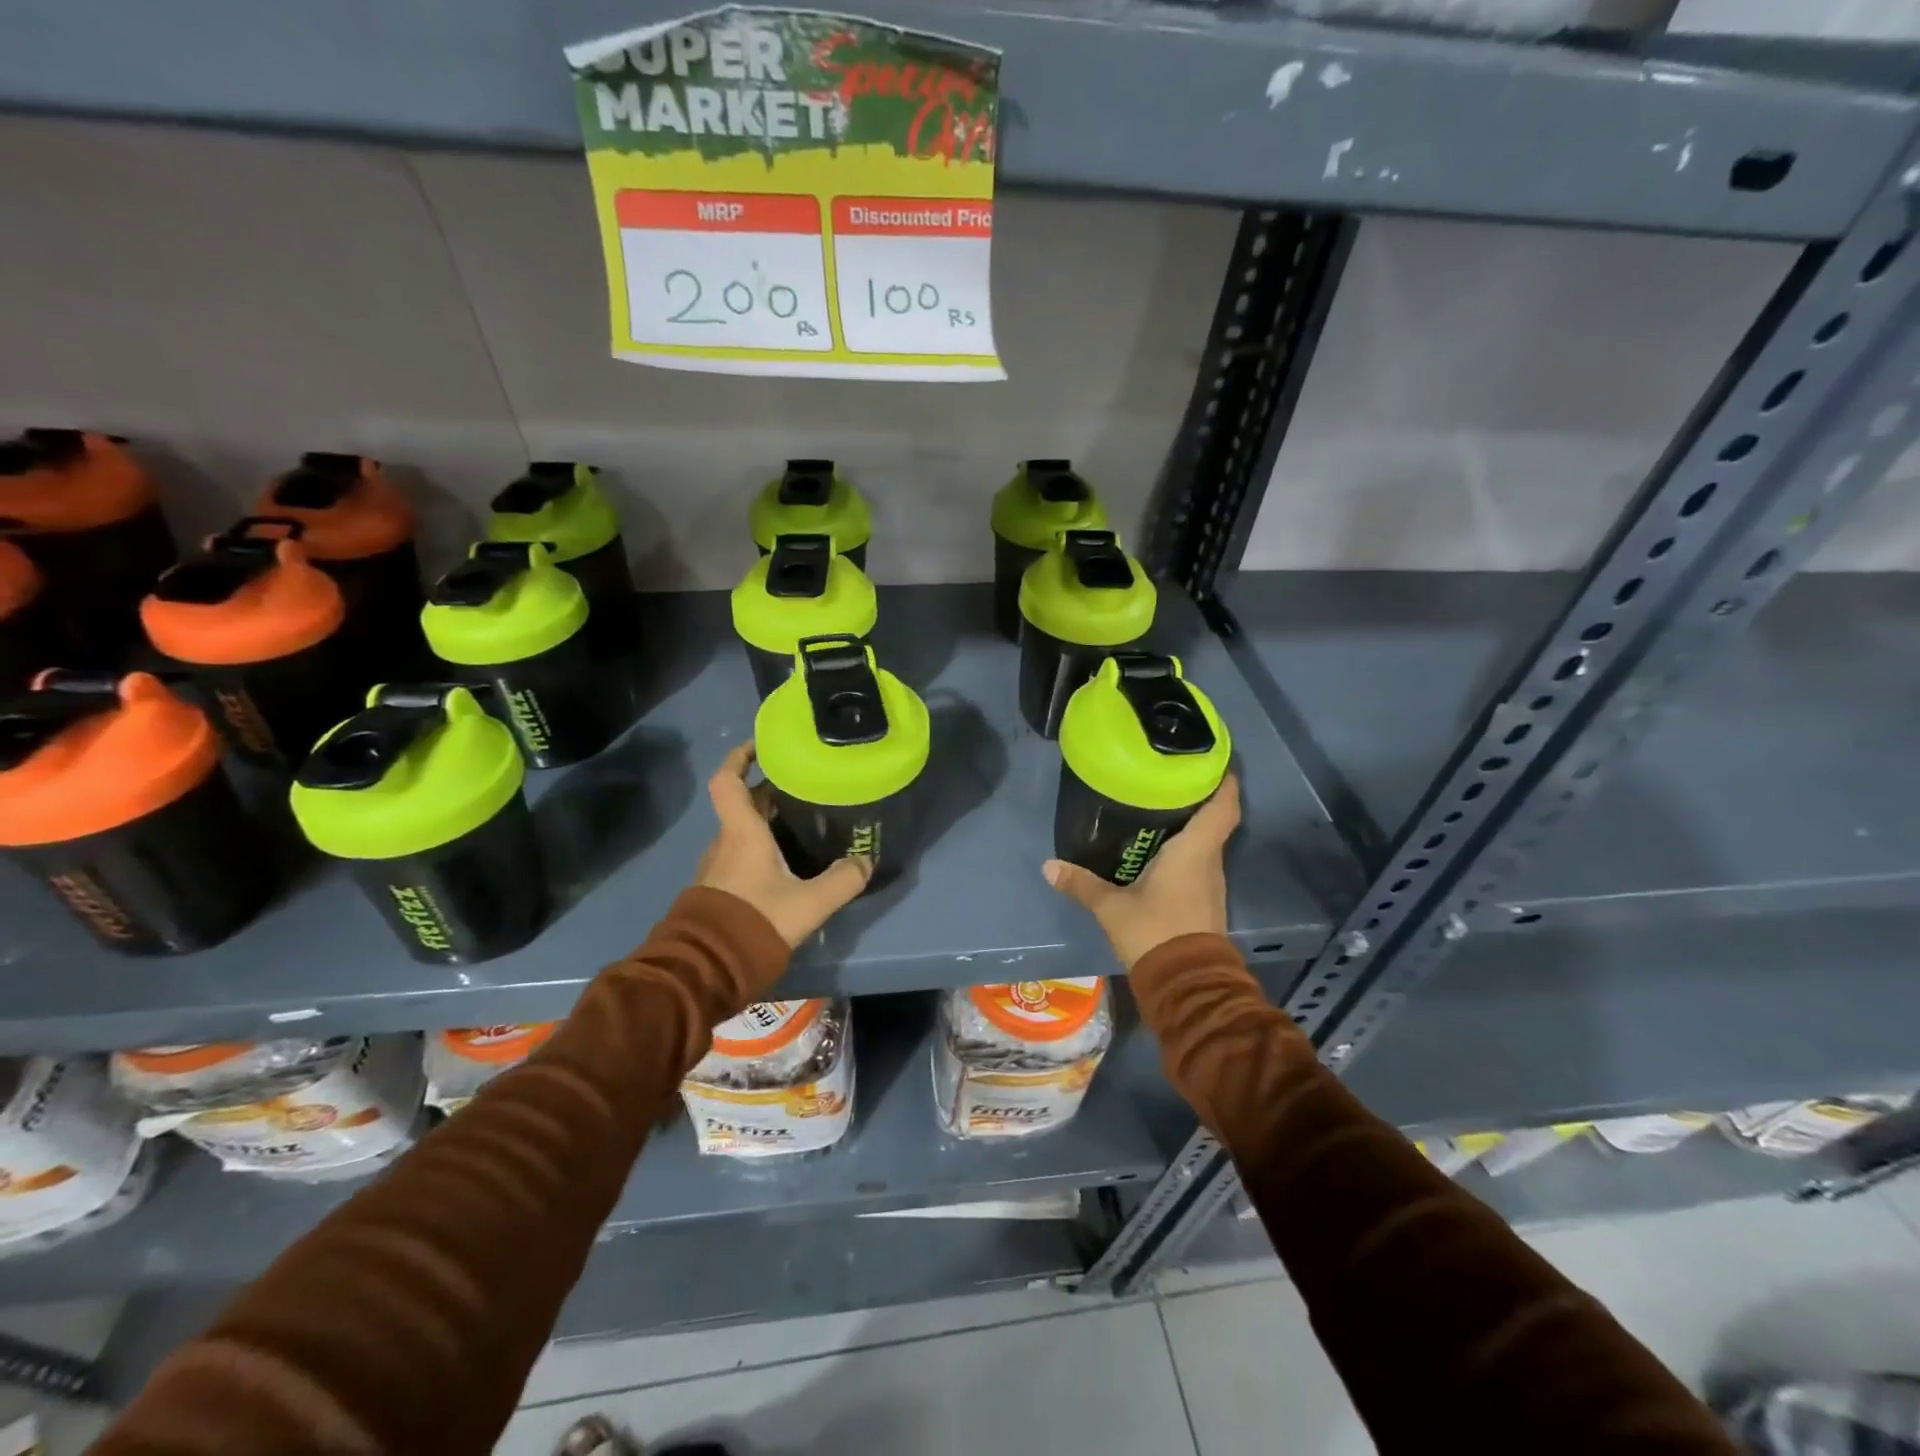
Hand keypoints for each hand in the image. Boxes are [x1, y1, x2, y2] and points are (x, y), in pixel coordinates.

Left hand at [696, 741, 871, 947]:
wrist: (707, 969)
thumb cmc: (755, 921)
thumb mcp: (810, 903)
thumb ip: (842, 880)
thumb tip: (865, 861)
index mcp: (742, 833)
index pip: (727, 781)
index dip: (740, 757)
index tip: (761, 745)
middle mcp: (725, 842)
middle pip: (743, 804)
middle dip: (769, 792)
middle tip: (804, 788)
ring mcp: (717, 867)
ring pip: (741, 832)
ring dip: (766, 822)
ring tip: (801, 824)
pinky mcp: (717, 890)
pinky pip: (739, 855)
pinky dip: (760, 848)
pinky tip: (786, 864)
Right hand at [1042, 774, 1239, 969]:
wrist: (1186, 985)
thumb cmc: (1155, 932)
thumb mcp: (1112, 907)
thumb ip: (1082, 884)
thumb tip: (1048, 865)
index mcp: (1195, 852)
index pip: (1223, 807)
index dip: (1223, 782)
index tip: (1210, 761)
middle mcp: (1210, 862)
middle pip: (1214, 821)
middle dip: (1197, 798)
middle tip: (1168, 778)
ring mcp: (1211, 884)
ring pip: (1206, 844)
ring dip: (1191, 826)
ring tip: (1160, 807)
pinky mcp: (1205, 903)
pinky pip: (1199, 864)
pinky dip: (1186, 851)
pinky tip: (1160, 849)